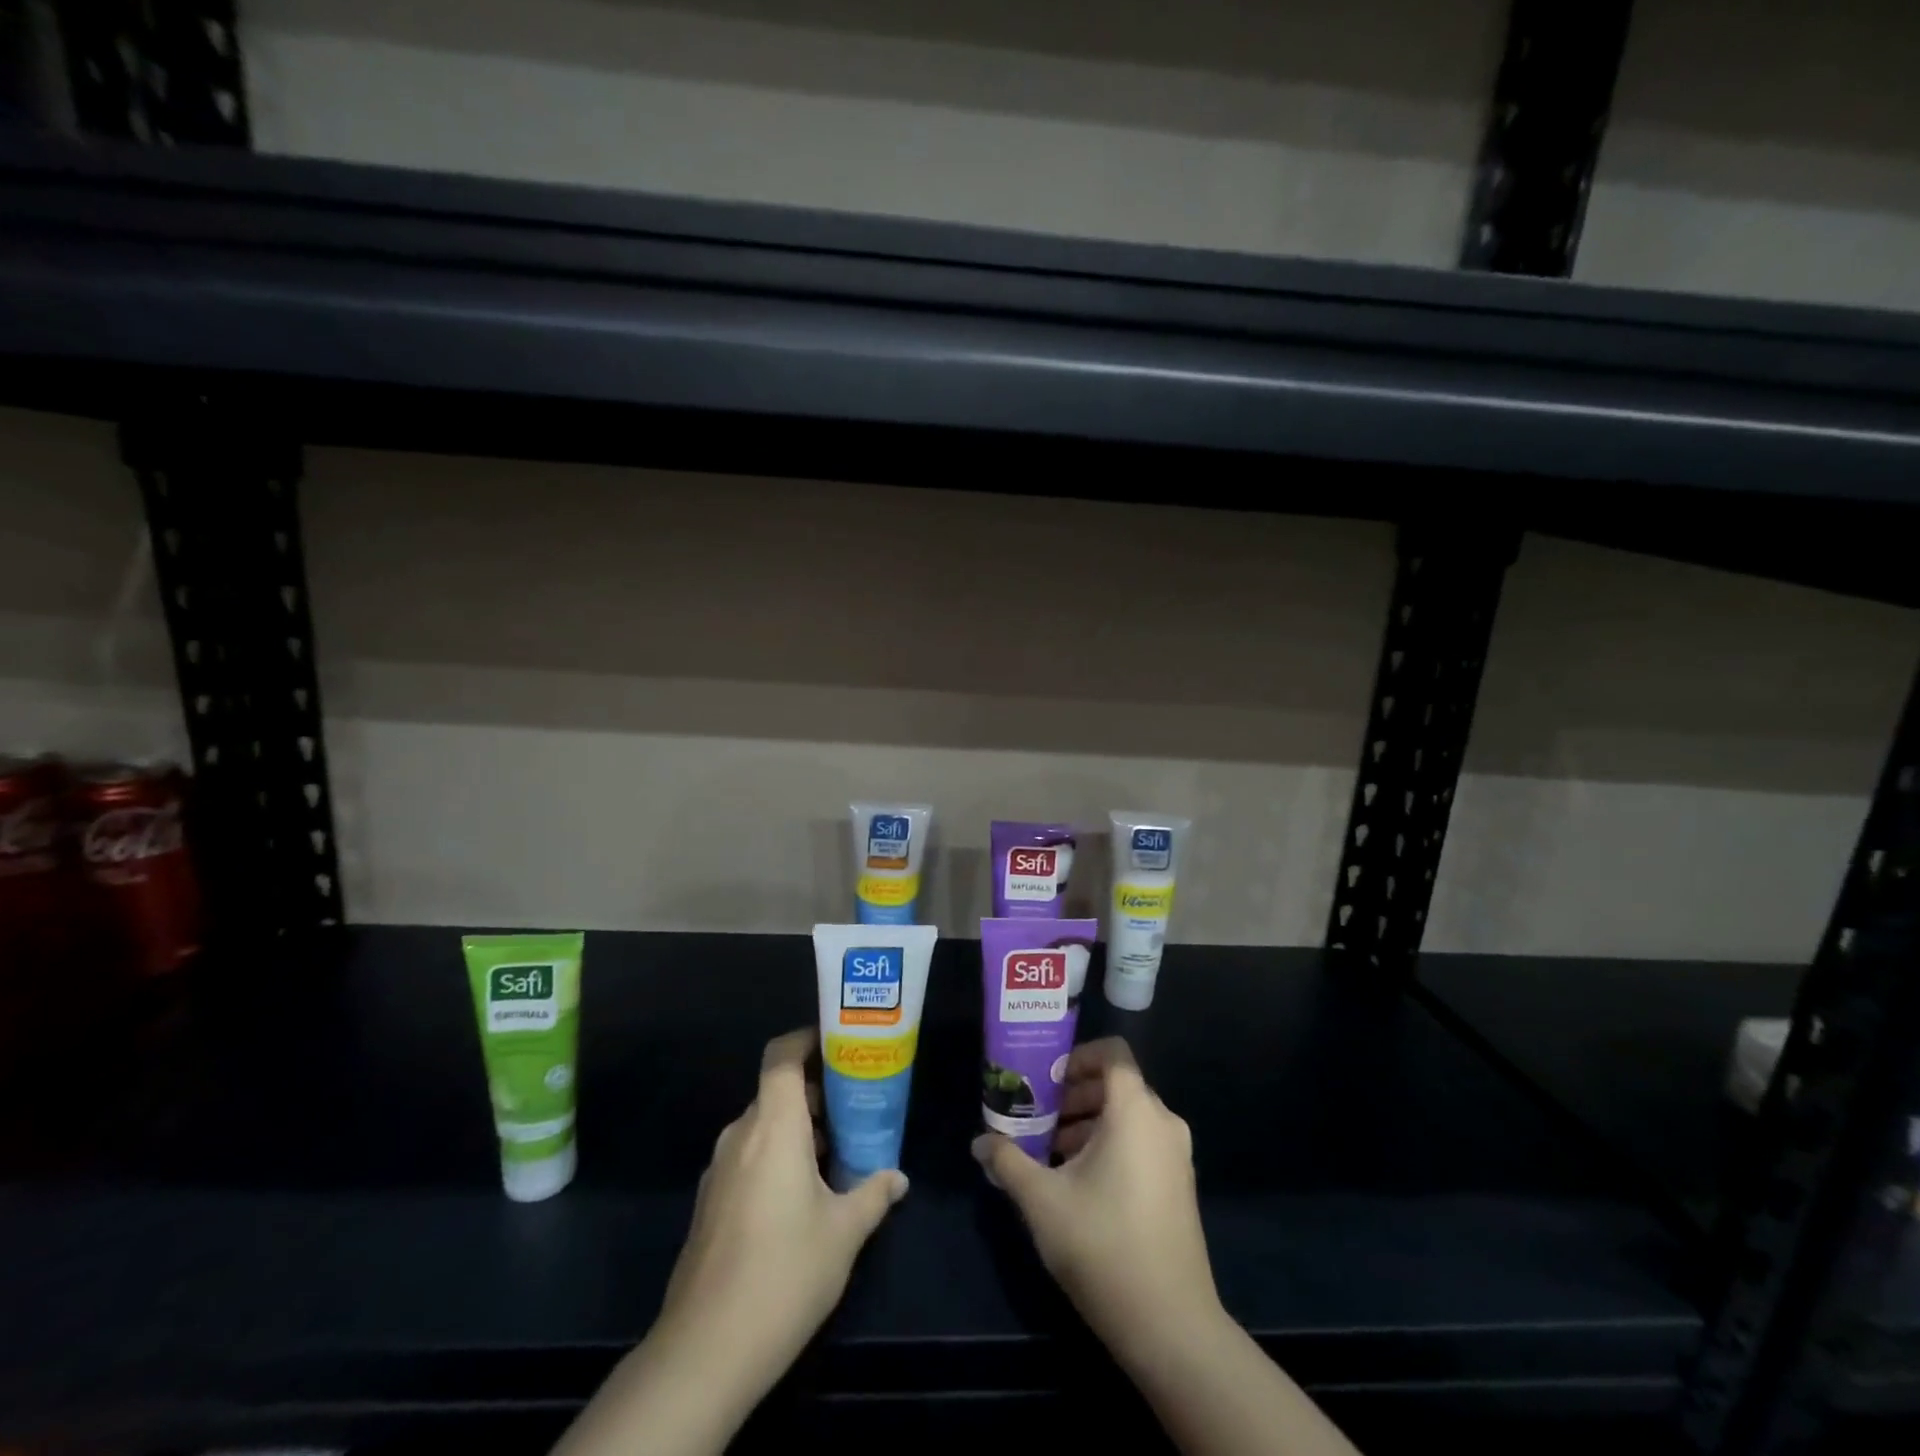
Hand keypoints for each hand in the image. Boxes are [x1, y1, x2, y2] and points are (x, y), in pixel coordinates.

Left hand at [554, 1029, 906, 1455]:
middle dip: (817, 1092)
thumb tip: (898, 1177)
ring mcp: (720, 1170)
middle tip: (857, 1103)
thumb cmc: (784, 1273)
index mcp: (773, 1127)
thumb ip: (874, 1193)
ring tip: (840, 1149)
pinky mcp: (711, 1203)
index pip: (781, 1056)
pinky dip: (778, 1156)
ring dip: (799, 1129)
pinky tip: (805, 1194)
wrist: (705, 1351)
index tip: (840, 1044)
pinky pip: (749, 1157)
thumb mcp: (844, 1233)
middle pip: (777, 1091)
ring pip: (764, 1126)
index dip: (807, 1039)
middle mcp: (741, 1136)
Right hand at [972, 1037, 1222, 1368]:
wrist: (1171, 1327)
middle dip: (1075, 1094)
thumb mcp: (1042, 1200)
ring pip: (1128, 1117)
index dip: (1078, 1056)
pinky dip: (1110, 1145)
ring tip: (1051, 1152)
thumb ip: (1008, 1161)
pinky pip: (1142, 1143)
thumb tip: (979, 1142)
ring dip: (1089, 1122)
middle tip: (1038, 1115)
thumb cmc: (1103, 1245)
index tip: (1046, 1078)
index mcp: (1135, 1111)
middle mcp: (1163, 1123)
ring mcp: (1176, 1156)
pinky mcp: (1179, 1186)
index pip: (1113, 1054)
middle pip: (1117, 1085)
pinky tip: (1079, 1182)